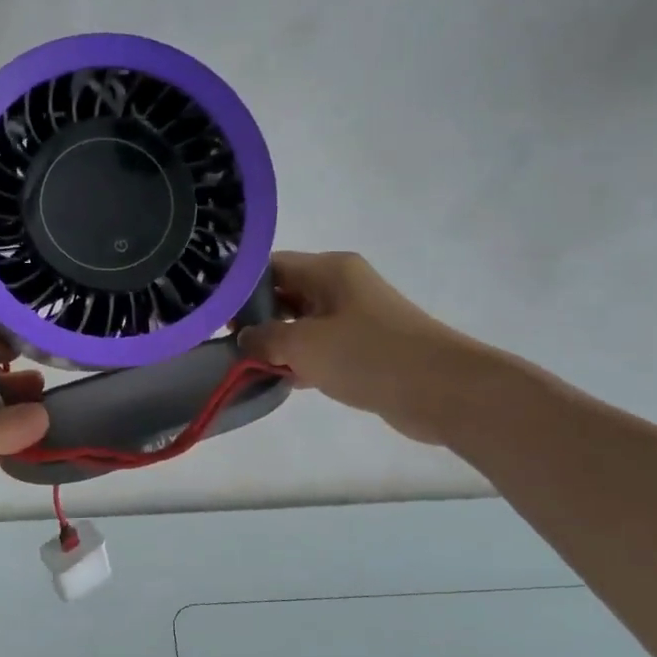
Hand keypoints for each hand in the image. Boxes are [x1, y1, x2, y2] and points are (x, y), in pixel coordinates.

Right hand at [239, 251, 497, 446]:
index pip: (271, 266)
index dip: (240, 288)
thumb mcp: (303, 344)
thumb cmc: (368, 355)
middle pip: (285, 293)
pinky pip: (320, 348)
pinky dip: (300, 361)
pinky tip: (279, 382)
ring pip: (302, 323)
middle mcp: (341, 286)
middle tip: (224, 344)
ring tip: (245, 365)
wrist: (441, 390)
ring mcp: (355, 318)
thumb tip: (245, 339)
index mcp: (329, 270)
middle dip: (256, 319)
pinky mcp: (364, 348)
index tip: (215, 315)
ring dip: (277, 344)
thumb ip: (265, 338)